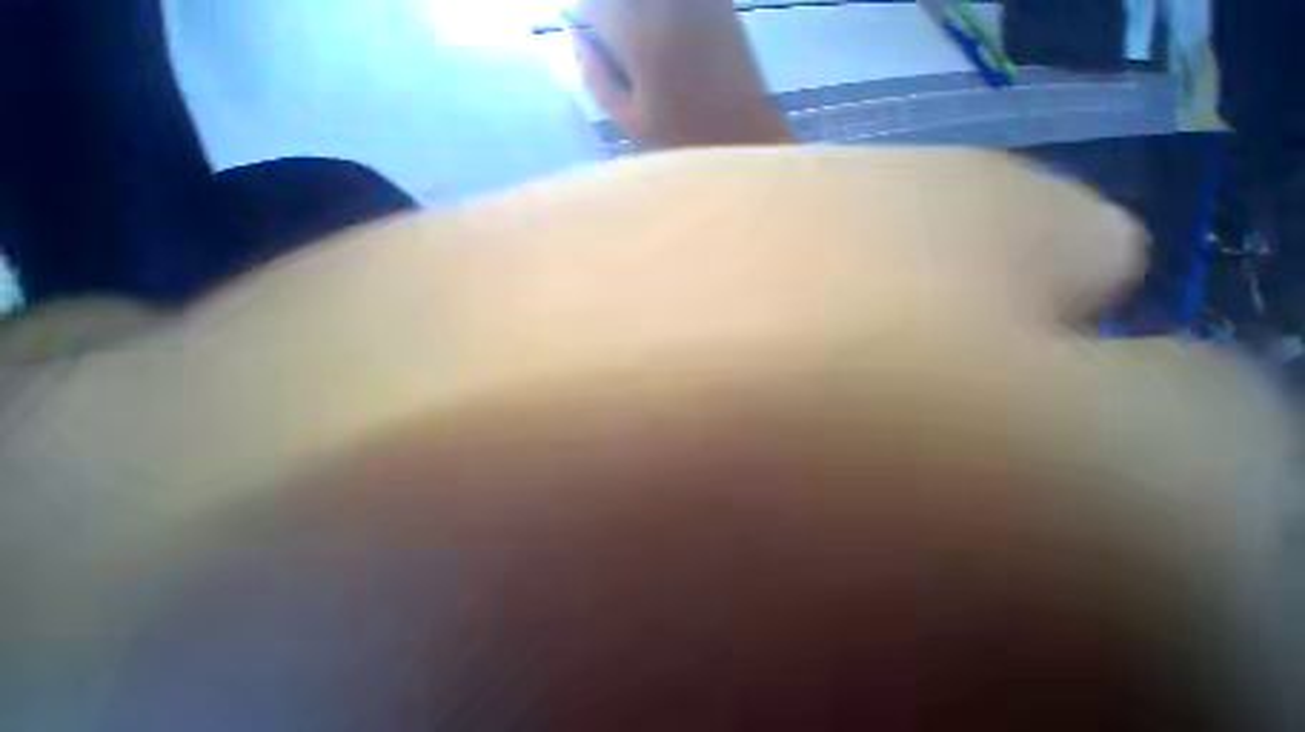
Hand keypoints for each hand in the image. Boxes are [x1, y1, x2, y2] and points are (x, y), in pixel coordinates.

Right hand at [571, 0, 792, 148]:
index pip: (591, 5)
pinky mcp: (719, 2)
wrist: (745, 139)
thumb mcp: (632, 124)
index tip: (586, 39)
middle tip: (612, 44)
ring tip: (641, 53)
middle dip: (608, 15)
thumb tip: (575, 36)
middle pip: (619, 0)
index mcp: (641, 36)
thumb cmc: (685, 144)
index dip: (583, 20)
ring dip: (633, 15)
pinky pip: (676, 5)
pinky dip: (660, 17)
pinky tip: (665, 40)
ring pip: (646, 4)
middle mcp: (668, 3)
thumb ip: (597, 78)